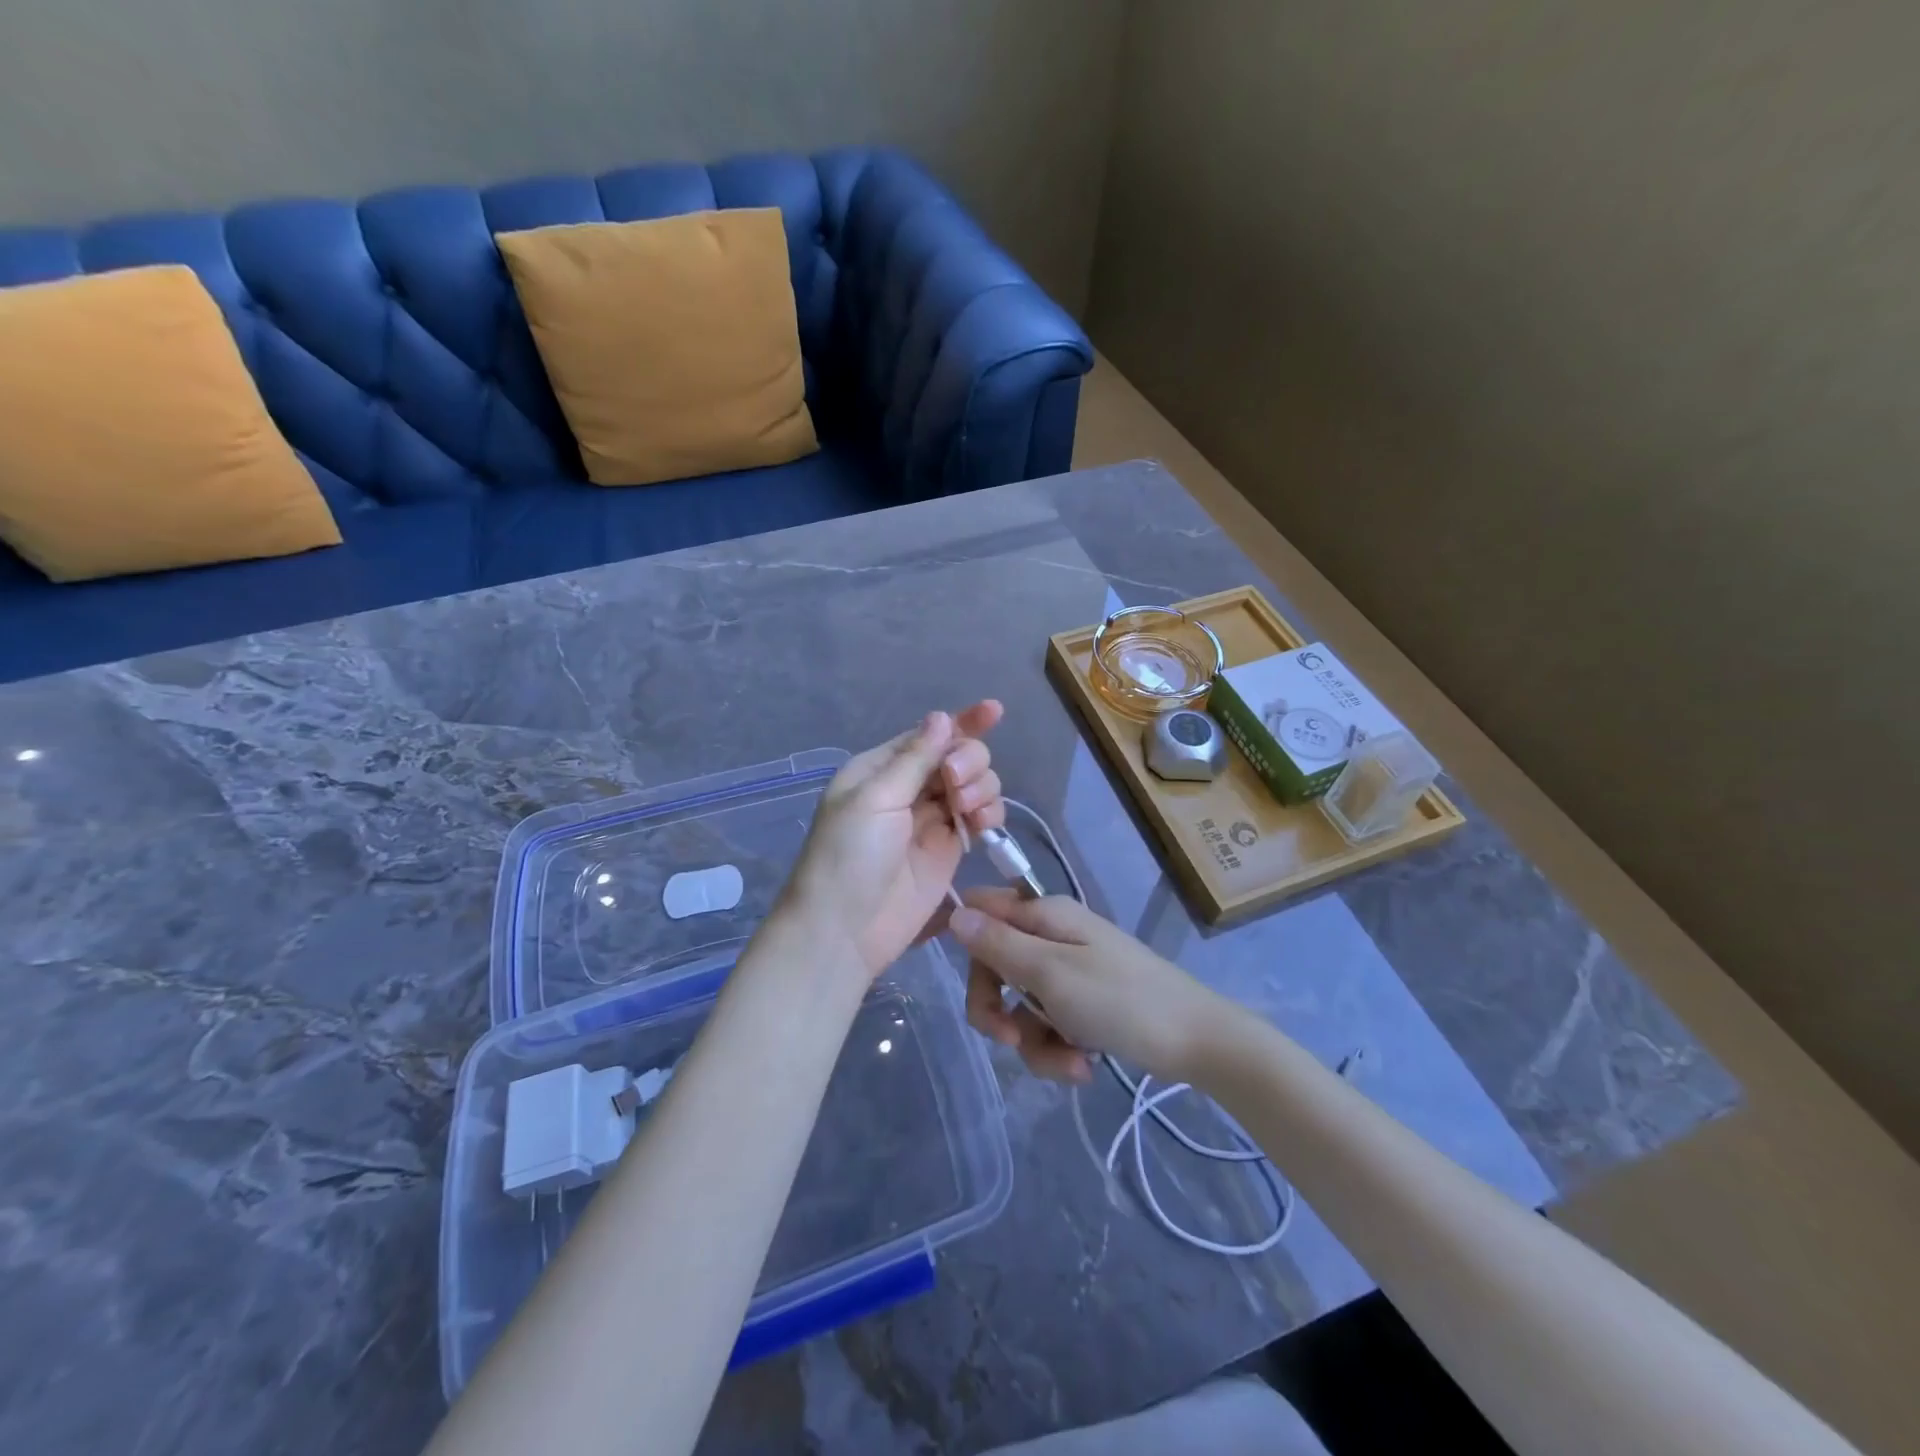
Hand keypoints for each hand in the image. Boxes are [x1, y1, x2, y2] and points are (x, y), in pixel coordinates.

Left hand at [780, 701, 1006, 979]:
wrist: (845, 929)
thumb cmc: (848, 856)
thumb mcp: (875, 799)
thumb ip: (914, 758)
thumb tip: (942, 716)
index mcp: (881, 768)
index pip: (928, 735)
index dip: (962, 721)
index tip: (994, 710)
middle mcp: (908, 788)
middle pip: (957, 755)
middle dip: (968, 760)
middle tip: (955, 783)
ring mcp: (931, 819)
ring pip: (974, 784)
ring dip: (980, 786)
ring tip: (967, 809)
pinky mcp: (949, 849)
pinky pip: (979, 817)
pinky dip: (988, 813)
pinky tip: (982, 824)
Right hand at [947, 889, 1236, 1083]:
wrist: (1198, 1042)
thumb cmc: (1121, 1000)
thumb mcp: (1050, 975)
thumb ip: (999, 945)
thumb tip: (954, 912)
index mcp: (1044, 915)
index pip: (981, 909)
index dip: (959, 935)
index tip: (942, 968)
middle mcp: (1052, 936)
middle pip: (994, 964)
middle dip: (994, 1008)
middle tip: (1007, 1039)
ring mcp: (1069, 971)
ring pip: (1020, 1005)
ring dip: (1034, 1042)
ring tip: (1070, 1064)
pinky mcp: (1084, 1003)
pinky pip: (1048, 1025)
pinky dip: (1058, 1050)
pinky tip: (1082, 1067)